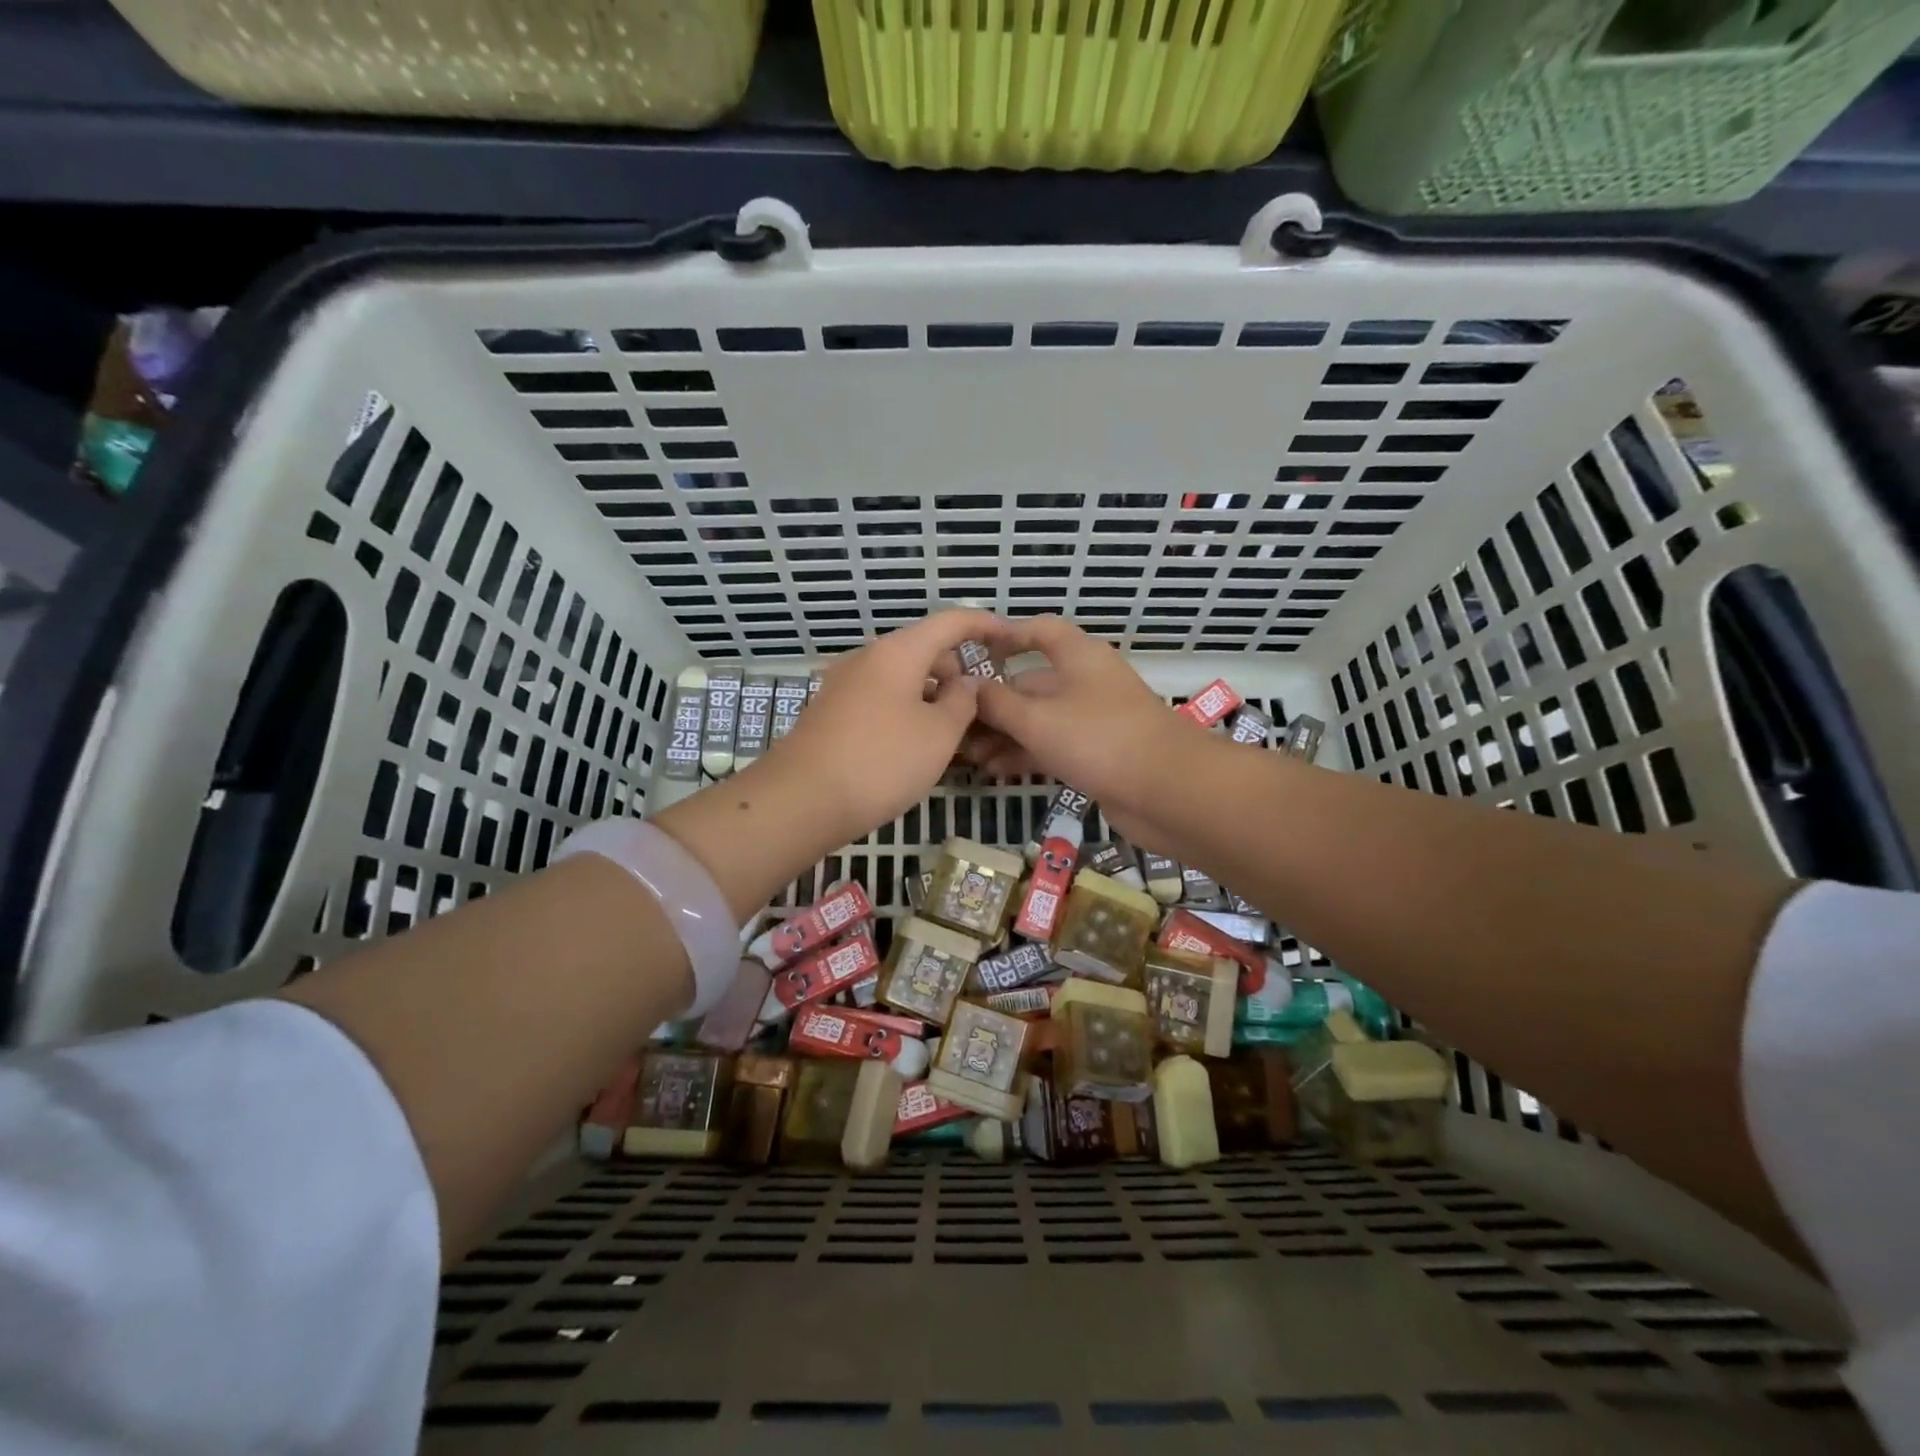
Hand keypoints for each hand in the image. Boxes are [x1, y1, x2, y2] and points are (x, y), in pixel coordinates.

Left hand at [762, 608, 1002, 841]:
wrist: (801, 800)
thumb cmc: (882, 761)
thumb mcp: (939, 734)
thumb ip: (962, 701)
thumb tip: (964, 682)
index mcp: (898, 652)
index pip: (950, 622)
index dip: (983, 624)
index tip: (1009, 636)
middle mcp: (868, 659)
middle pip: (923, 650)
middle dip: (956, 672)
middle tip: (981, 707)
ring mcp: (845, 685)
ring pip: (902, 679)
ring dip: (931, 697)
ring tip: (953, 734)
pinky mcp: (832, 713)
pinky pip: (881, 700)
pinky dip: (907, 711)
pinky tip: (916, 746)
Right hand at [969, 616, 1215, 846]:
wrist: (1168, 790)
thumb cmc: (1099, 739)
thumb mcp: (1037, 719)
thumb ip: (997, 702)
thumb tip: (968, 686)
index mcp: (1077, 656)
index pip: (1038, 631)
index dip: (1004, 637)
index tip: (969, 653)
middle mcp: (1085, 681)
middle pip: (1030, 682)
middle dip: (992, 704)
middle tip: (954, 725)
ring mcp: (1093, 719)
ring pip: (1039, 719)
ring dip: (1004, 735)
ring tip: (968, 756)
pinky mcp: (1098, 753)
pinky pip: (1053, 746)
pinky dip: (1026, 754)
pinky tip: (996, 771)